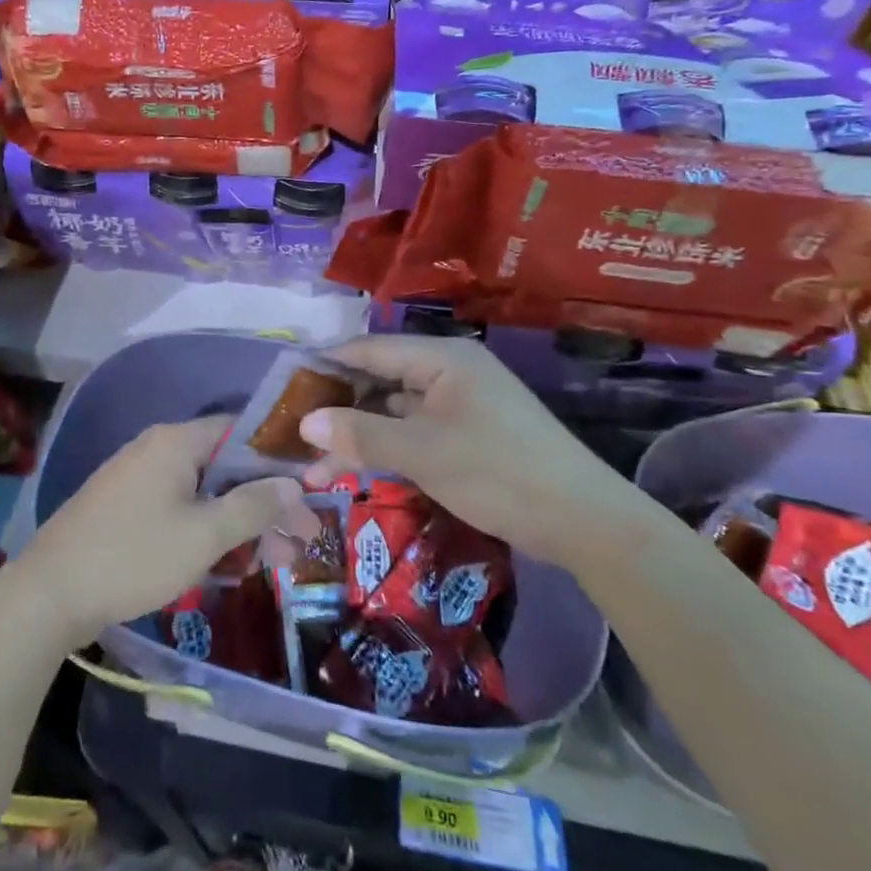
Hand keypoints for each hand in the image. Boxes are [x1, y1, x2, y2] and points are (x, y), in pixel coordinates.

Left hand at [20, 416, 321, 644]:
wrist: (48, 595)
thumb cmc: (133, 556)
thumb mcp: (204, 535)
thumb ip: (253, 506)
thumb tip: (294, 485)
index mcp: (177, 441)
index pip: (241, 431)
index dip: (277, 460)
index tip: (308, 492)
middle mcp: (157, 449)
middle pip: (225, 467)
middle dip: (263, 504)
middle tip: (297, 543)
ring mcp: (137, 478)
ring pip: (203, 493)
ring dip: (237, 524)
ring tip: (269, 564)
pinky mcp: (124, 508)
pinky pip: (177, 509)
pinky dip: (205, 531)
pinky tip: (224, 566)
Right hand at [298, 336, 657, 568]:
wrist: (584, 521)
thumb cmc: (498, 472)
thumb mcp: (422, 453)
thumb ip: (361, 435)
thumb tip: (305, 423)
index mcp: (442, 358)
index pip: (369, 349)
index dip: (326, 366)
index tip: (285, 388)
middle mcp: (449, 372)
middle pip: (379, 381)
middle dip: (338, 410)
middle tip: (295, 437)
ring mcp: (460, 405)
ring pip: (395, 412)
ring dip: (359, 436)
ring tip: (315, 469)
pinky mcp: (468, 434)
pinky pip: (415, 432)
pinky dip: (387, 449)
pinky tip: (358, 471)